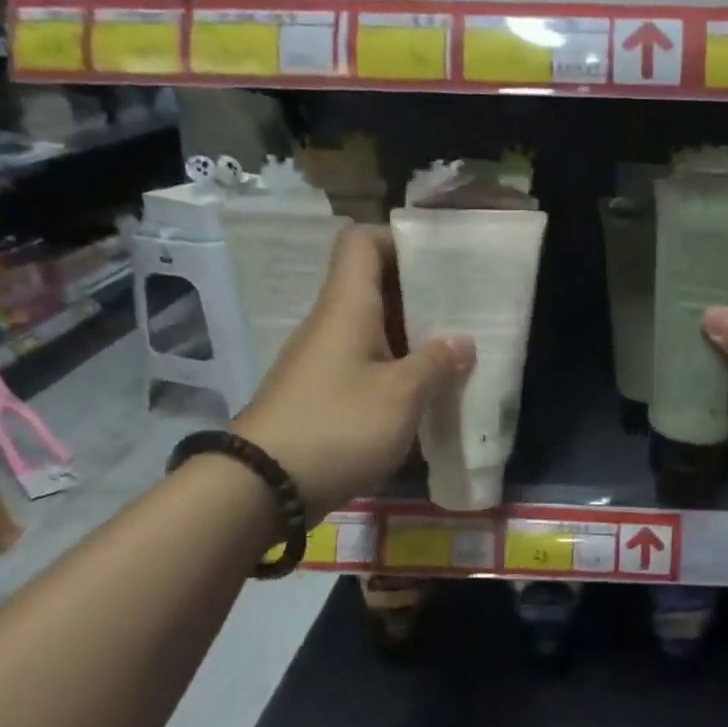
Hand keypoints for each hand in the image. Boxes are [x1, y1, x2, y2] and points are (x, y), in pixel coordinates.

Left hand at [235, 227, 473, 516]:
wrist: (262, 486)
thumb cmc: (338, 426)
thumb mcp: (401, 396)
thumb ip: (436, 364)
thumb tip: (463, 341)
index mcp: (347, 306)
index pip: (362, 242)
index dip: (400, 240)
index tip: (441, 261)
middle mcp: (332, 323)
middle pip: (374, 285)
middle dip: (420, 293)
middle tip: (464, 309)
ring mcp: (324, 359)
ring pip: (373, 328)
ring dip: (412, 336)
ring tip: (456, 351)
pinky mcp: (322, 392)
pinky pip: (365, 363)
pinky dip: (396, 368)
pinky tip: (425, 391)